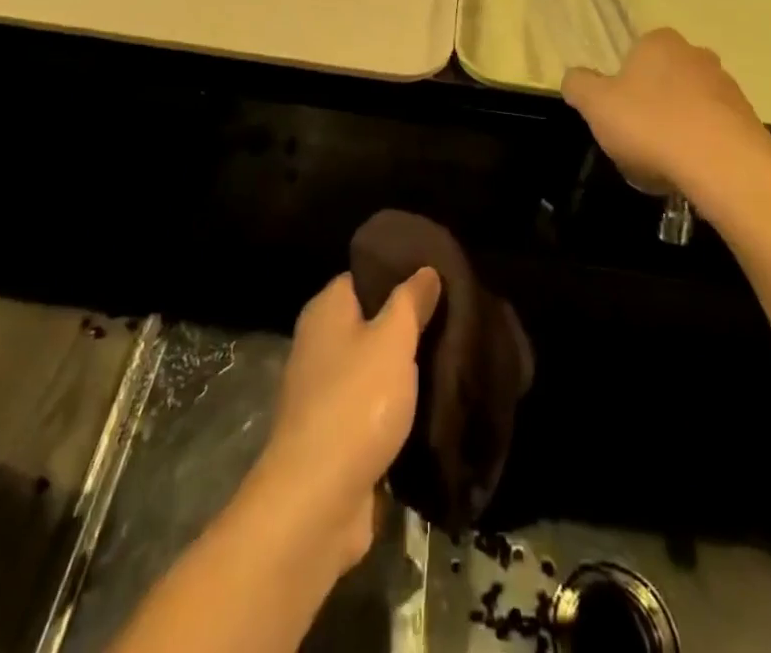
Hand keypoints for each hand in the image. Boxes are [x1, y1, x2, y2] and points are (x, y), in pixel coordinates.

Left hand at [251, 269, 441, 570]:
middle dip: (409, 324)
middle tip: (455, 320)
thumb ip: (410, 302)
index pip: (365, 275)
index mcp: (326, 309)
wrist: (316, 501)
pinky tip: (431, 406)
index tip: (439, 280)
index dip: (399, 274)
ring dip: (405, 369)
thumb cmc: (356, 403)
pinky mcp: (334, 432)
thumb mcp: (393, 341)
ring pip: (374, 365)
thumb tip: (425, 269)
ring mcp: (323, 390)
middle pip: (371, 320)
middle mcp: (319, 342)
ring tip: (451, 360)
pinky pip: (372, 405)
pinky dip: (397, 406)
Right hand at [562, 28, 770, 199]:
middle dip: (647, 108)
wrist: (727, 168)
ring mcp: (727, 88)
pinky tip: (688, 175)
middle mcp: (697, 55)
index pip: (632, 55)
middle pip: (660, 82)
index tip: (614, 115)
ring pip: (686, 109)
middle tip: (633, 142)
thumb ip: (578, 85)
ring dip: (673, 131)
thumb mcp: (595, 104)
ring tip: (661, 167)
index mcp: (659, 42)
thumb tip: (575, 78)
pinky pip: (711, 133)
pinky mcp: (749, 121)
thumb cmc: (651, 126)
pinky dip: (697, 150)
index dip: (619, 86)